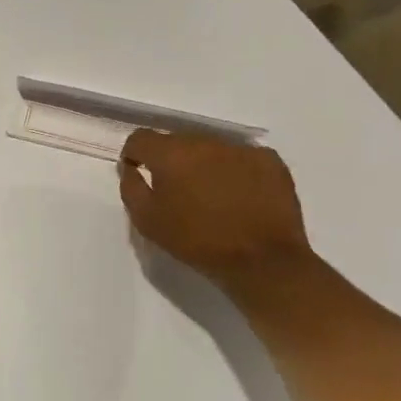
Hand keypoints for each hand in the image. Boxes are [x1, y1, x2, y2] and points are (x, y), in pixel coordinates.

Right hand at [118, 129, 311, 284]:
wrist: (264, 262)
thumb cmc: (198, 242)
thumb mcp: (147, 221)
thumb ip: (131, 187)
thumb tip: (130, 168)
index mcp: (171, 154)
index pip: (141, 138)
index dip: (135, 154)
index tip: (138, 172)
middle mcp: (204, 142)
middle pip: (177, 141)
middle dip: (171, 160)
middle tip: (177, 190)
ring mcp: (240, 149)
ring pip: (210, 148)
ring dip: (203, 164)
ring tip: (211, 194)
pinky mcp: (270, 161)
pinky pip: (242, 157)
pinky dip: (235, 170)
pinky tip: (240, 194)